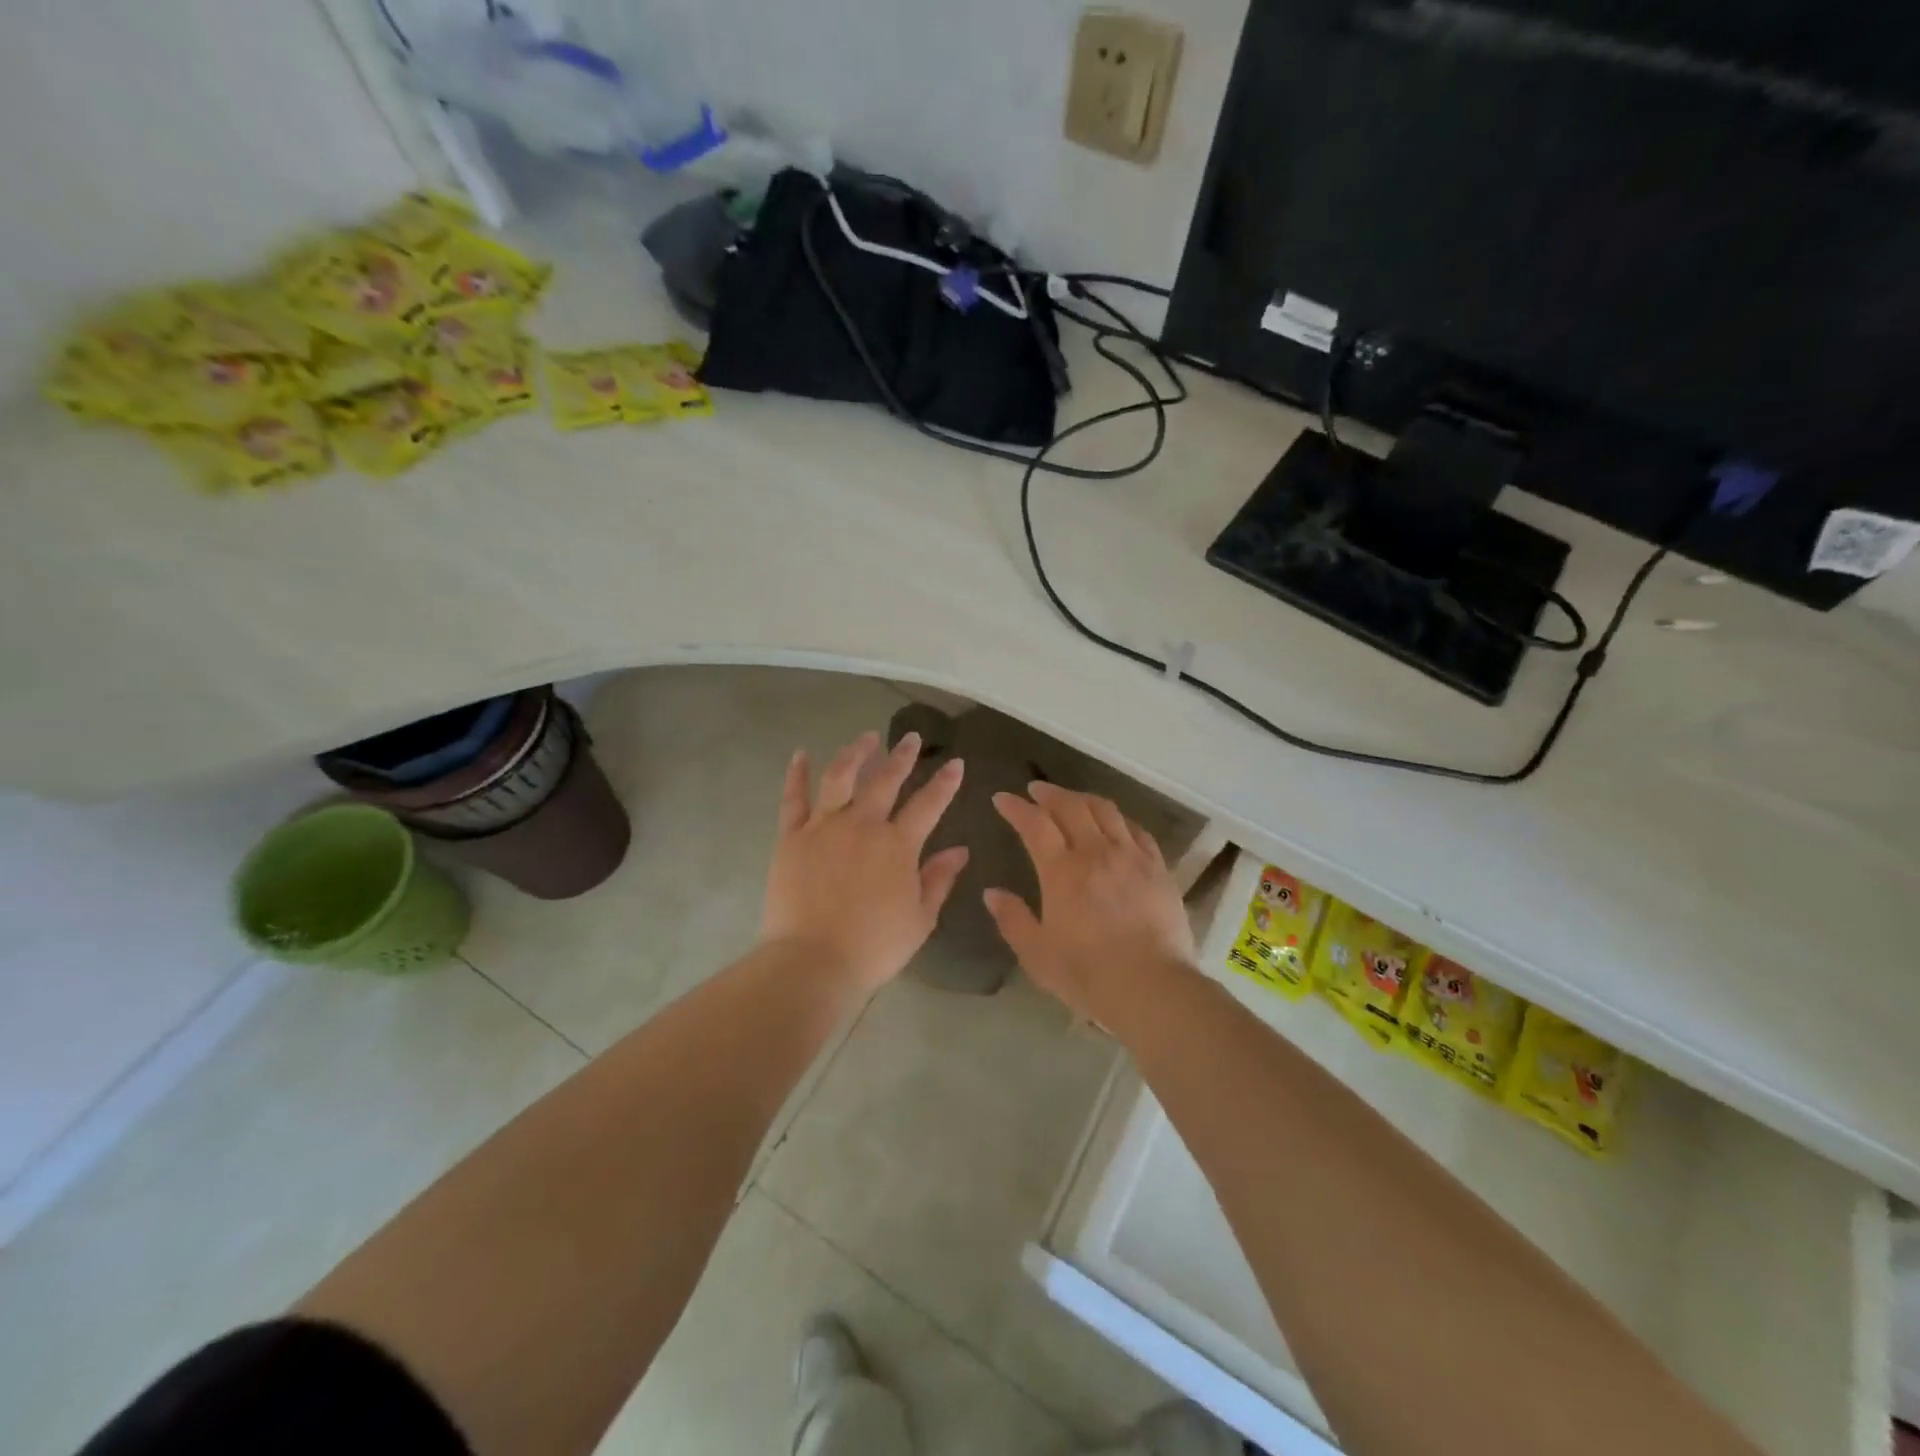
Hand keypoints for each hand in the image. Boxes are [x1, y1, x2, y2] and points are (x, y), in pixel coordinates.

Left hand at [761, 730, 969, 995]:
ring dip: (856, 753)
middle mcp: (863, 825)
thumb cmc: (873, 947)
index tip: (956, 762)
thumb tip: (960, 850)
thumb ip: (938, 879)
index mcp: (898, 845)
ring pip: (841, 777)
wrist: (813, 962)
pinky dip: (797, 774)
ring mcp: (824, 827)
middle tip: (910, 738)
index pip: (929, 804)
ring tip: (866, 737)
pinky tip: (801, 754)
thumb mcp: (920, 919)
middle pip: (885, 781)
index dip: (945, 783)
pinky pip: (794, 798)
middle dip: (902, 757)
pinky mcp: (792, 837)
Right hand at [984, 783, 1195, 1026]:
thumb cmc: (1088, 974)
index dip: (1016, 807)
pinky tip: (1114, 823)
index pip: (1034, 824)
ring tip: (1072, 799)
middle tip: (1035, 790)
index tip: (1002, 798)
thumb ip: (1012, 919)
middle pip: (1071, 806)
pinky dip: (1118, 818)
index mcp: (1061, 871)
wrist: (1152, 987)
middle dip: (1049, 793)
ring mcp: (1131, 856)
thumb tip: (992, 893)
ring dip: (1083, 798)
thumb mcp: (1037, 954)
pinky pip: (1137, 829)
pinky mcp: (1158, 868)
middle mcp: (1095, 852)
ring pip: (1105, 810)